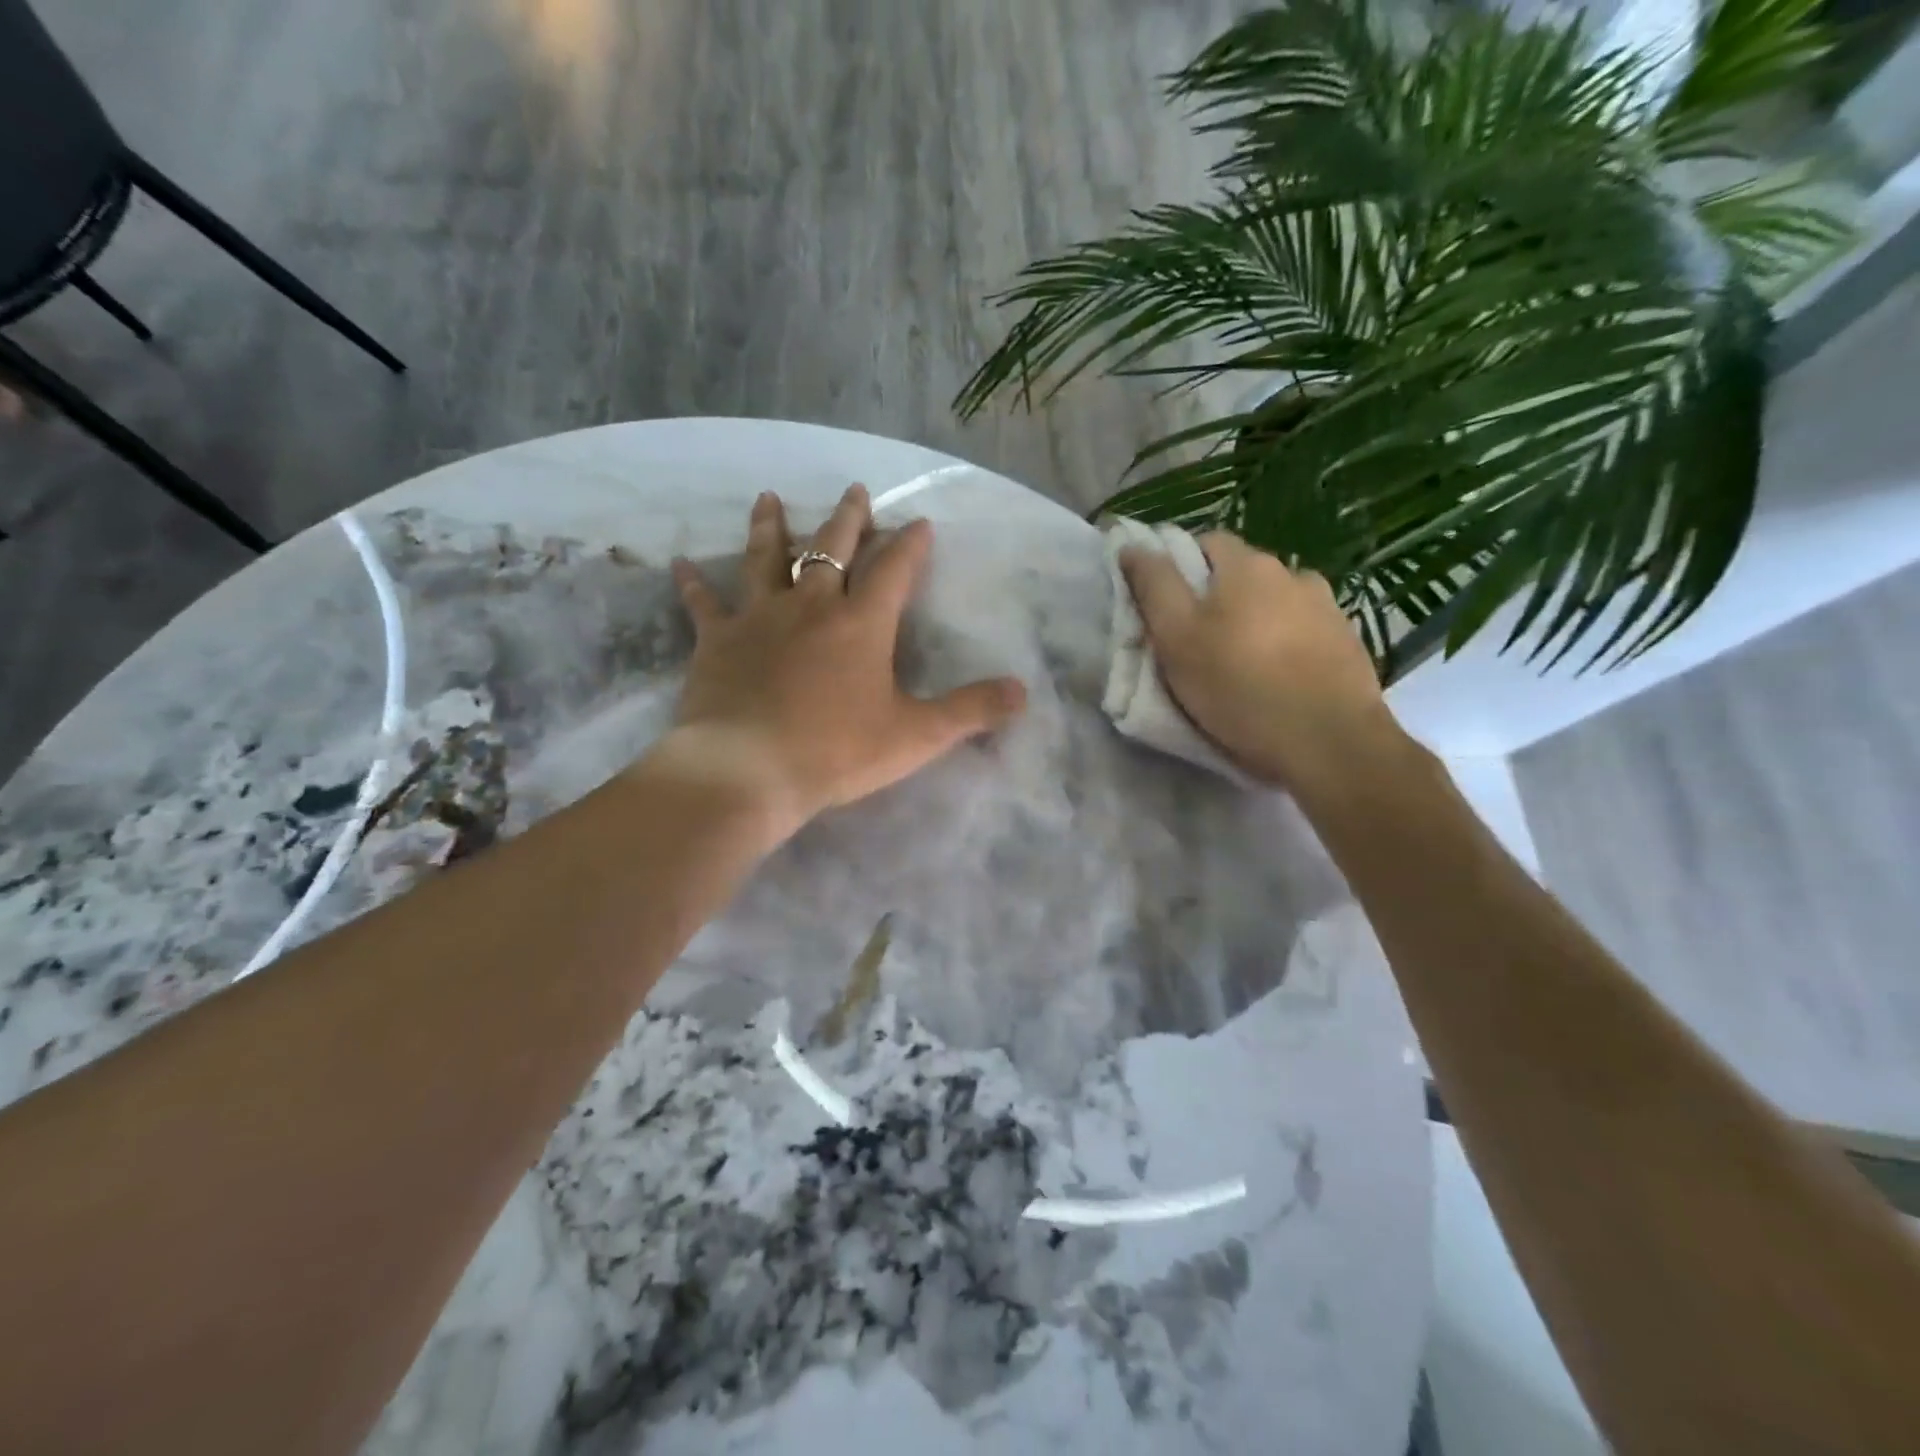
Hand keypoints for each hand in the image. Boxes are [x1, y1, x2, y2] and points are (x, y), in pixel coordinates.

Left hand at [662, 484, 1026, 834]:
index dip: (910, 544)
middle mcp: (811, 606)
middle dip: (847, 519)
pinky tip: (680, 563)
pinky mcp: (717, 640)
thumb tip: (1023, 691)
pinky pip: (704, 604)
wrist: (748, 770)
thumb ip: (971, 710)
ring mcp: (759, 618)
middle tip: (854, 491)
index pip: (894, 570)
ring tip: (768, 497)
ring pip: (766, 559)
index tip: (919, 522)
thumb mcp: (917, 736)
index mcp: (862, 624)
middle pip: (831, 549)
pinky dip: (694, 584)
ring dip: (770, 527)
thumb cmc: (836, 752)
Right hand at [1120, 532, 1400, 795]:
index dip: (1180, 567)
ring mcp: (1327, 607)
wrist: (1328, 741)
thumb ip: (1154, 586)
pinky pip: (1305, 632)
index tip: (1166, 607)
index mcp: (1247, 565)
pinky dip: (1287, 645)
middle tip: (1197, 643)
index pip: (1206, 542)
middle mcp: (1292, 573)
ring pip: (1277, 603)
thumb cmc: (1238, 686)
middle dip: (1218, 598)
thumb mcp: (1176, 637)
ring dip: (1257, 621)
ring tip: (1242, 664)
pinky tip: (1279, 678)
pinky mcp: (1348, 642)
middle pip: (1243, 574)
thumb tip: (1133, 546)